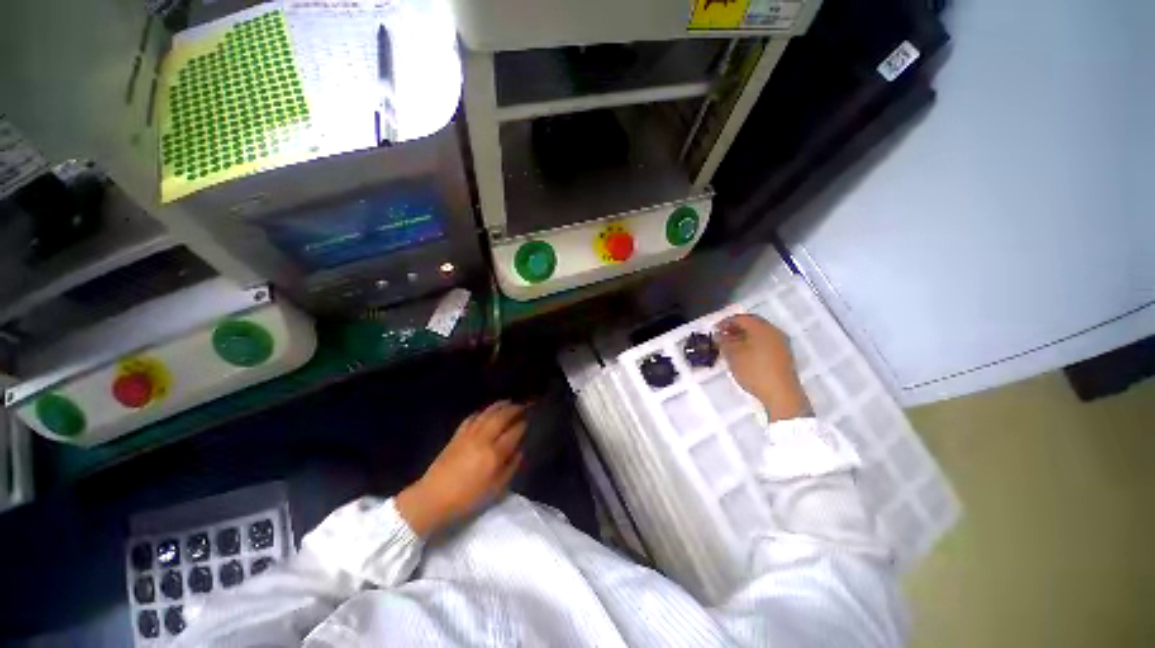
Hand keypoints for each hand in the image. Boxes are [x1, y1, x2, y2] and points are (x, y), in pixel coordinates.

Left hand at [396, 401, 525, 536]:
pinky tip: (485, 412)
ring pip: (487, 414)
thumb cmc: (467, 498)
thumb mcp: (495, 489)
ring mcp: (468, 435)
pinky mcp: (456, 436)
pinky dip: (480, 412)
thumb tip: (520, 451)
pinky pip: (471, 418)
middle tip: (524, 405)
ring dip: (499, 406)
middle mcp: (483, 439)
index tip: (530, 419)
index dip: (523, 424)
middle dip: (514, 409)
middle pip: (501, 417)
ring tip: (509, 402)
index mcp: (494, 454)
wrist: (432, 499)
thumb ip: (511, 468)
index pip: (514, 432)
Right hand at [716, 314, 811, 421]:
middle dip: (735, 328)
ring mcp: (781, 344)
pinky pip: (765, 343)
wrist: (781, 394)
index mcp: (761, 328)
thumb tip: (720, 334)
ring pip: (759, 334)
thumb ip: (724, 341)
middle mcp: (774, 331)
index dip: (726, 322)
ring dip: (744, 337)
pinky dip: (753, 344)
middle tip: (722, 336)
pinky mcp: (784, 355)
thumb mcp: (732, 355)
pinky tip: (744, 355)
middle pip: (752, 324)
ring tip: (731, 346)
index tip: (715, 329)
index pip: (741, 318)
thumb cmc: (754, 371)